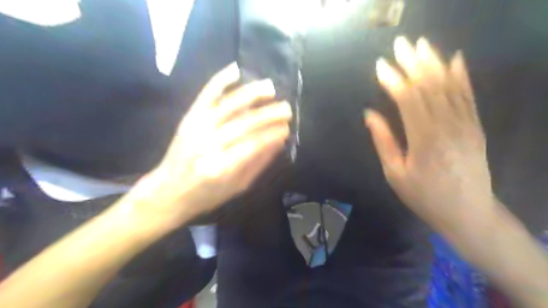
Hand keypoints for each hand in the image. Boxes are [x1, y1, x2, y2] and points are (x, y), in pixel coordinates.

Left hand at [128, 62, 289, 225]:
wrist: (168, 192)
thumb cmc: (206, 195)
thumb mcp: (237, 187)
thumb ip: (258, 164)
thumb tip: (278, 142)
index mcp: (221, 167)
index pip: (254, 145)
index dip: (272, 134)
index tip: (287, 128)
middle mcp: (208, 144)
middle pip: (244, 123)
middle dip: (269, 114)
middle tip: (286, 109)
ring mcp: (197, 128)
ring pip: (228, 105)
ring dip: (251, 94)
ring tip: (270, 87)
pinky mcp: (189, 118)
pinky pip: (206, 95)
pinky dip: (220, 80)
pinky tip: (236, 70)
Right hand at [365, 37, 494, 232]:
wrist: (467, 212)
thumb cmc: (424, 195)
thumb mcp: (395, 173)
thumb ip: (384, 141)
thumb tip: (370, 114)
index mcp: (424, 139)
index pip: (407, 100)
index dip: (393, 80)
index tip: (380, 65)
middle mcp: (447, 126)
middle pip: (429, 86)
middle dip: (413, 62)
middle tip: (400, 43)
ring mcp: (466, 124)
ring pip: (449, 86)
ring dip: (434, 62)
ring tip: (421, 44)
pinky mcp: (475, 126)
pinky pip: (468, 96)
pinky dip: (462, 75)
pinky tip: (455, 59)